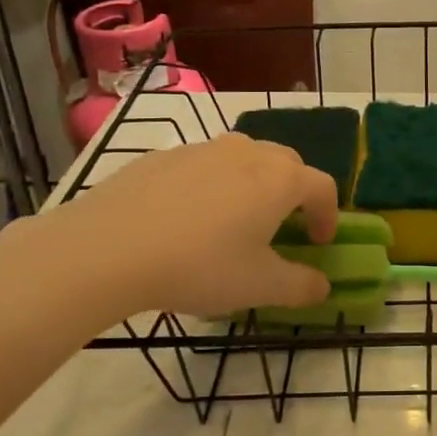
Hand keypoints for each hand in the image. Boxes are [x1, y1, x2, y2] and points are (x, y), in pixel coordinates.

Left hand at [38, 133, 339, 319]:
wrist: (108, 249)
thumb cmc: (199, 266)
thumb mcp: (259, 287)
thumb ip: (301, 286)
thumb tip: (323, 286)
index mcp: (280, 179)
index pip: (322, 186)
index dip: (328, 215)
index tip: (318, 243)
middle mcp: (246, 152)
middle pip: (286, 163)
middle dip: (293, 192)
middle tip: (282, 226)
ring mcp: (201, 149)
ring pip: (242, 159)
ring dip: (252, 184)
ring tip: (234, 220)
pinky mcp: (162, 156)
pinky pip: (201, 166)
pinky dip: (209, 185)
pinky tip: (185, 220)